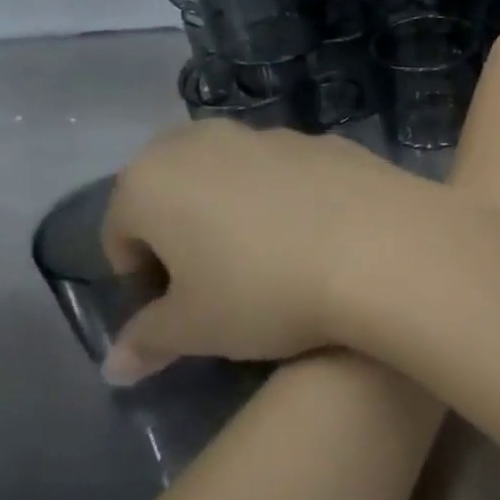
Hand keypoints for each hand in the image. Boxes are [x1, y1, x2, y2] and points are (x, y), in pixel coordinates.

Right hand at [99, 123, 431, 383]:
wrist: (383, 248)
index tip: (177, 311)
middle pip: (177, 188)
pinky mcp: (332, 141)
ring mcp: (277, 134)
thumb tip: (115, 365)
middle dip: (184, 230)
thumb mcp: (196, 329)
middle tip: (217, 279)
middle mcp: (208, 140)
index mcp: (153, 179)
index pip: (122, 232)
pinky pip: (293, 173)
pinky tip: (323, 236)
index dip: (143, 277)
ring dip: (240, 209)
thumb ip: (148, 340)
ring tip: (275, 259)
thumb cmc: (267, 291)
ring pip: (237, 174)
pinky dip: (293, 198)